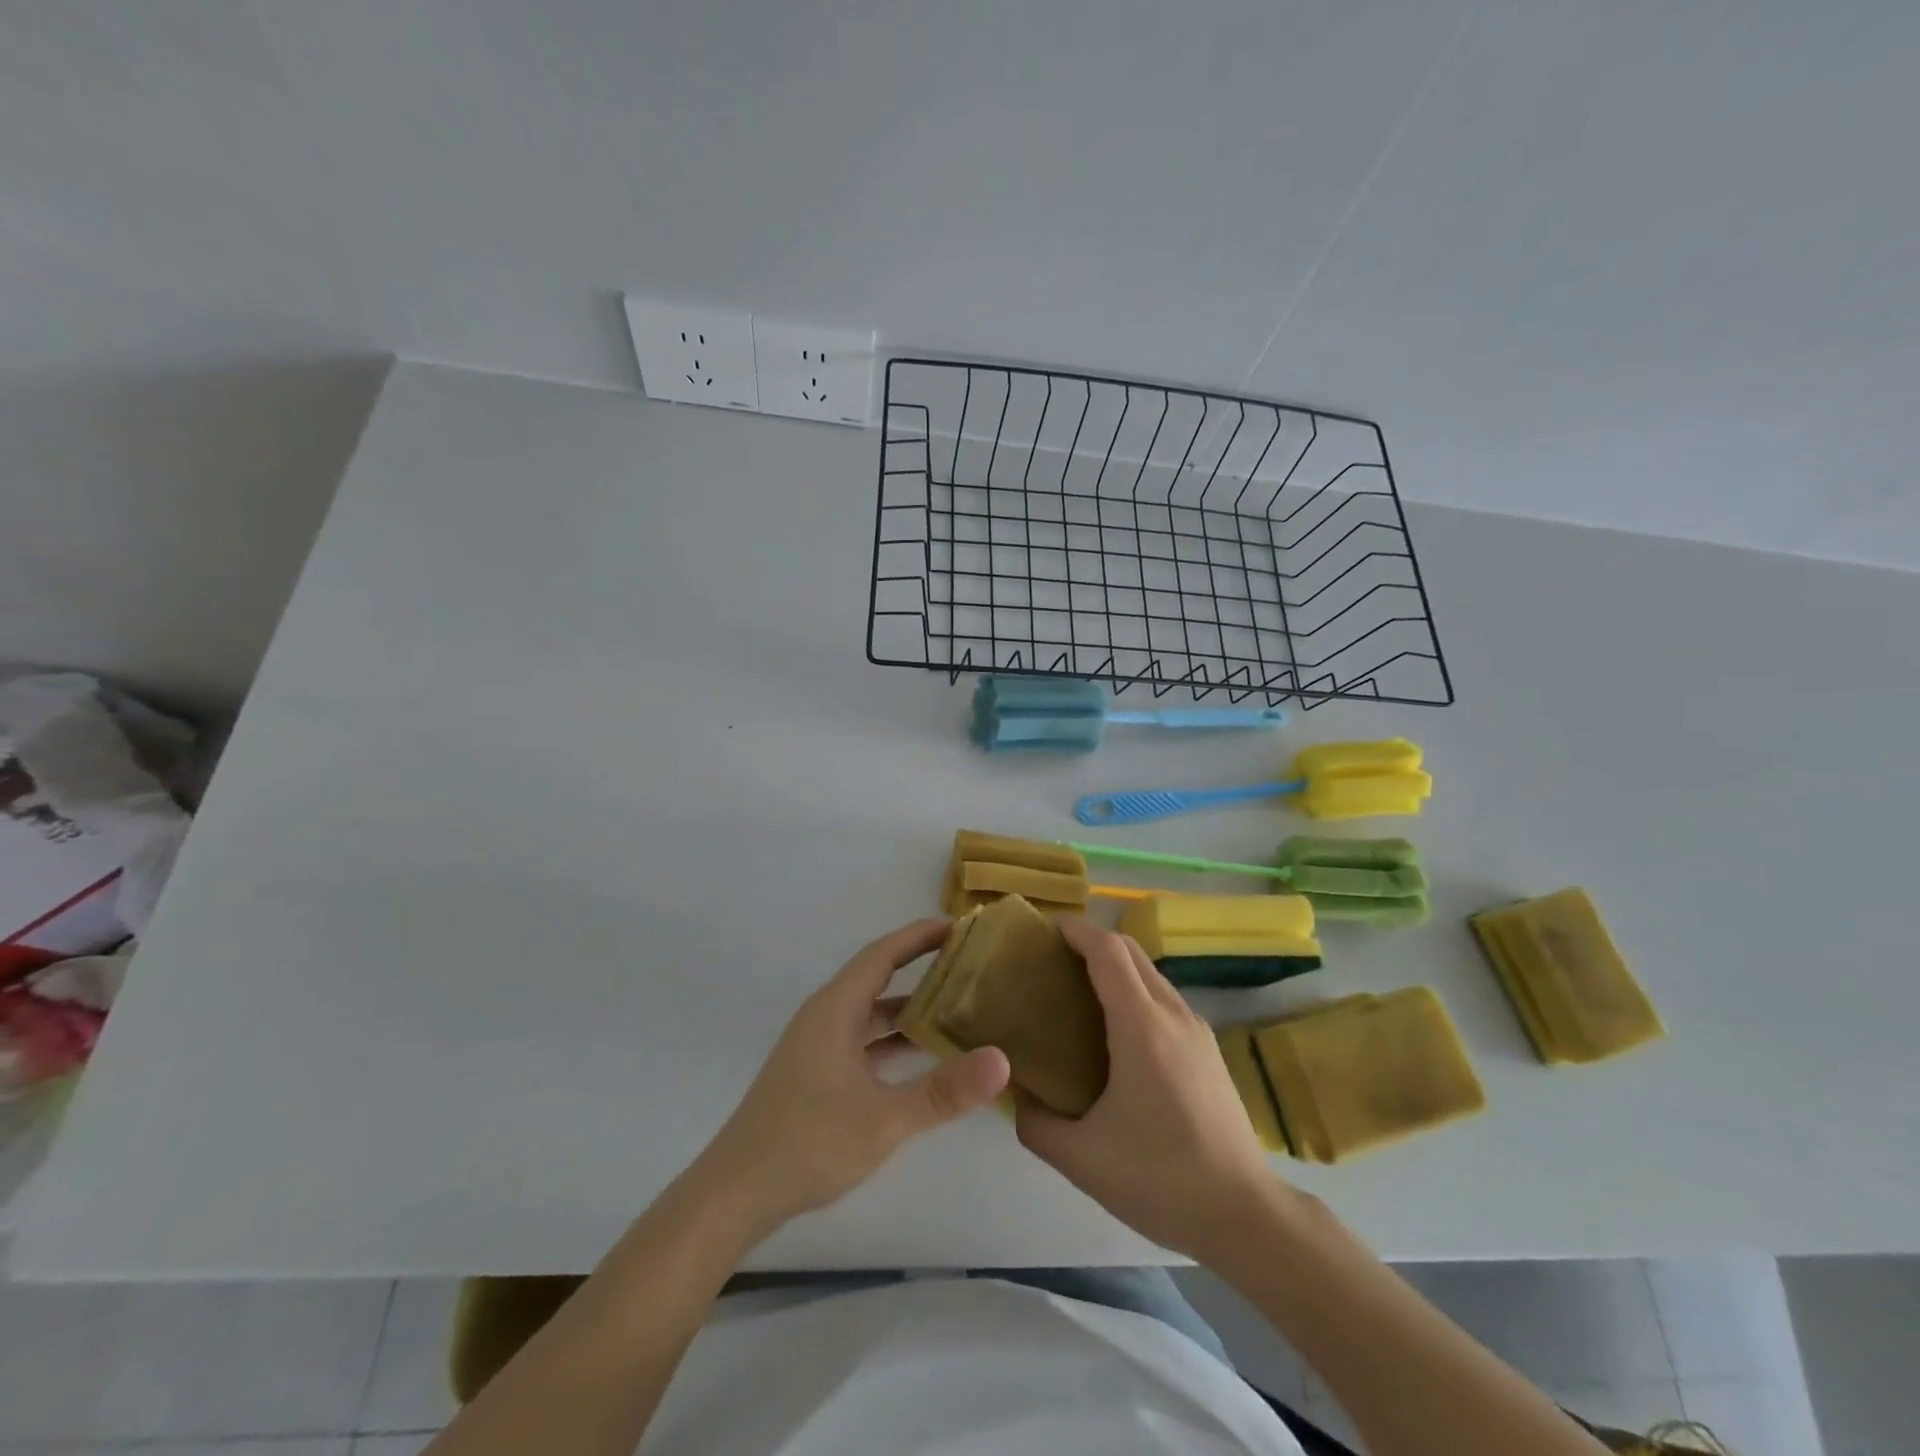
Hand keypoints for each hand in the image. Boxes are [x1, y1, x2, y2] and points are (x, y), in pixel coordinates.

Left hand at [688, 918, 1009, 1242]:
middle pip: (876, 977)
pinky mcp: (815, 1073)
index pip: (882, 955)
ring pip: (869, 1012)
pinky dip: (892, 1038)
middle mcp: (824, 1017)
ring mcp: (817, 1046)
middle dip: (918, 965)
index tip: (957, 924)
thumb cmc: (807, 1143)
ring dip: (907, 1005)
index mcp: (835, 1010)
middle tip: (965, 962)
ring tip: (954, 1003)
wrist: (735, 1194)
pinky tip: (921, 1055)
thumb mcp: (884, 1118)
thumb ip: (944, 1091)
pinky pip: (862, 1039)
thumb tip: (1003, 1060)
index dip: (918, 936)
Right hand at [1015, 917, 1280, 1262]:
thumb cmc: (1160, 1178)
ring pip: (1150, 975)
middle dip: (1092, 942)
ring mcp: (1197, 1030)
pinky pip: (1164, 1000)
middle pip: (1131, 952)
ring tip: (1078, 991)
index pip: (1107, 951)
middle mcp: (1172, 1015)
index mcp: (1141, 1026)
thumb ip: (1036, 1123)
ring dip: (1115, 967)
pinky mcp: (1208, 1050)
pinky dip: (1134, 992)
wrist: (1244, 1215)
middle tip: (1053, 959)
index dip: (1076, 931)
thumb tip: (1016, 1094)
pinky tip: (1116, 1030)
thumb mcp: (1081, 1158)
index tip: (1045, 930)